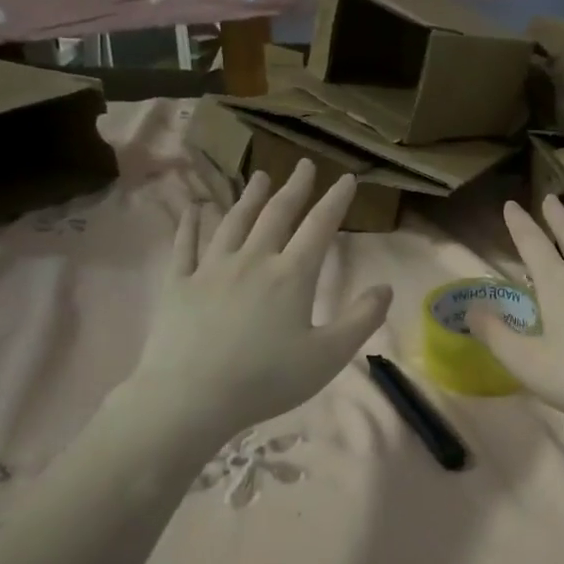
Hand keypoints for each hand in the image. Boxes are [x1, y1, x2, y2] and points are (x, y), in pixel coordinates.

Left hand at [135, 161, 392, 441]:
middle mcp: (252, 260)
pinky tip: (195, 209)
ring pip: (233, 222)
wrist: (191, 397)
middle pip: (276, 215)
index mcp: (291, 276)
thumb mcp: (328, 356)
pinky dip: (191, 224)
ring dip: (249, 197)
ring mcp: (211, 269)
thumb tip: (385, 287)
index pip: (319, 227)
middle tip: (303, 165)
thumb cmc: (267, 379)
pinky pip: (186, 245)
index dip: (335, 201)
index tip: (346, 179)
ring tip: (259, 177)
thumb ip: (361, 319)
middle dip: (294, 188)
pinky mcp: (178, 285)